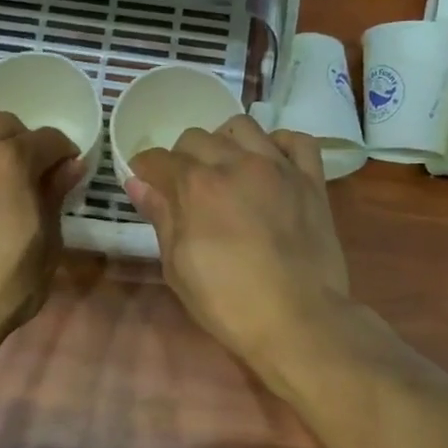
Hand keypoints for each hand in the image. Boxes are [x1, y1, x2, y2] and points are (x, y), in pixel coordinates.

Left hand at [0, 102, 82, 345]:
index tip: (65, 165)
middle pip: (1, 122)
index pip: (47, 140)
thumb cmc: (0, 289)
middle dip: (22, 137)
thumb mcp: (46, 247)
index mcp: (10, 164)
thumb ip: (54, 198)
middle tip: (26, 163)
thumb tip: (70, 166)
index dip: (62, 151)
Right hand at [126, 116, 349, 368]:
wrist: (298, 321)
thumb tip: (137, 182)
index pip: (159, 158)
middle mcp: (235, 163)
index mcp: (197, 186)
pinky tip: (271, 162)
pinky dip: (279, 144)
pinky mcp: (311, 180)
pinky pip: (297, 141)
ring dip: (225, 141)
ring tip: (225, 168)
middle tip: (185, 186)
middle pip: (197, 137)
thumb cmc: (228, 302)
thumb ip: (160, 217)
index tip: (146, 183)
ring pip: (243, 127)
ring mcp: (278, 168)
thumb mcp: (178, 266)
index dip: (146, 169)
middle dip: (182, 157)